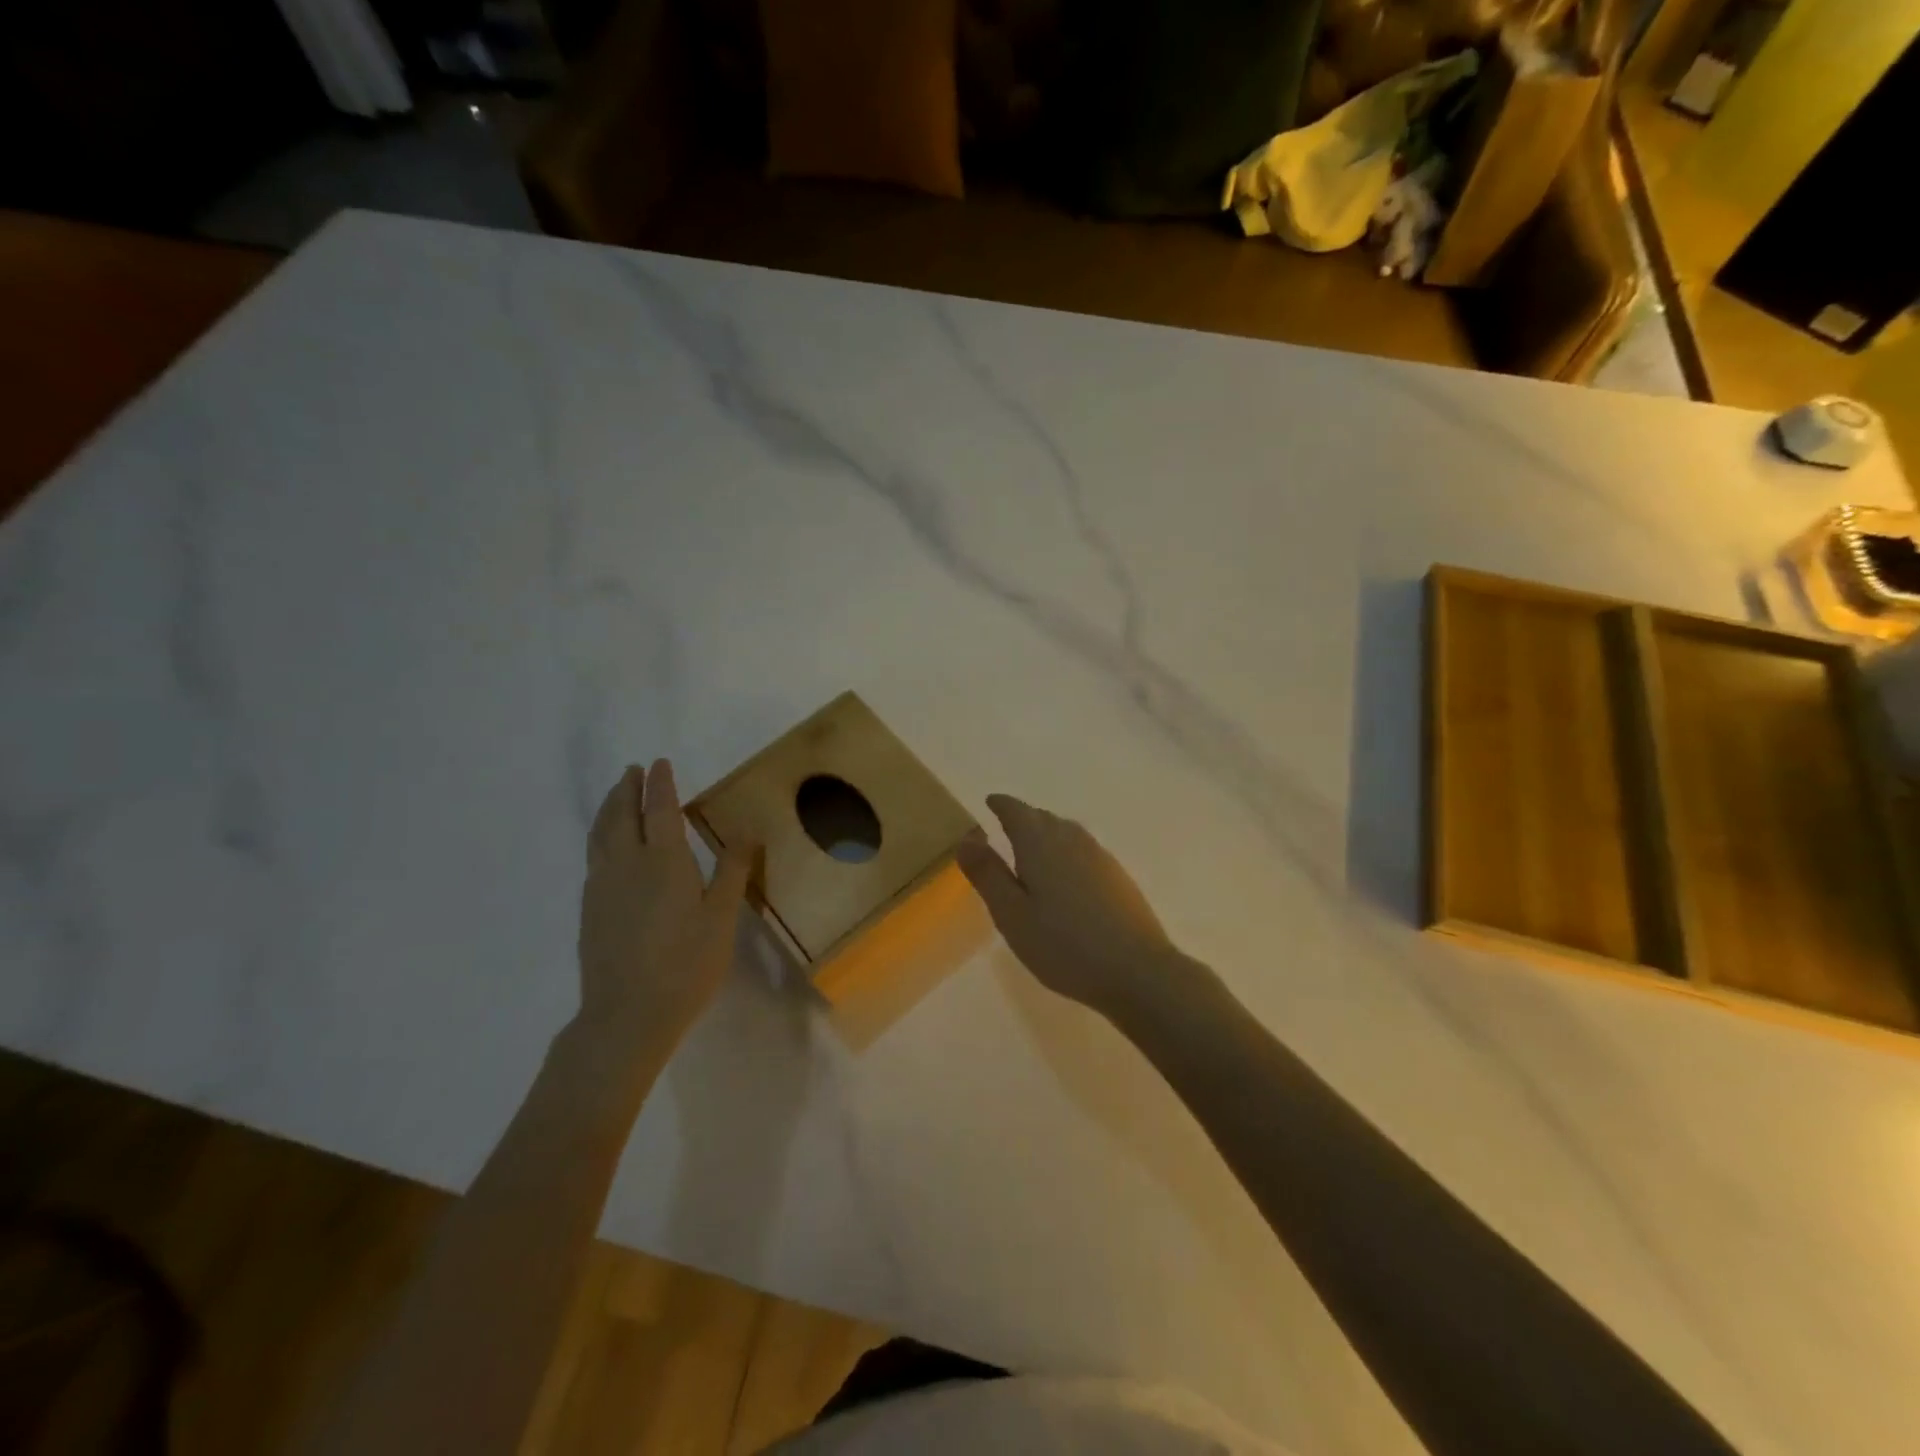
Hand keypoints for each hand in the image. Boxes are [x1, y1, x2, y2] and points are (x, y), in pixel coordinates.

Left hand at [577, 760, 751, 1053]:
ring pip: (601, 835)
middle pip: (621, 815)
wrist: (626, 1016)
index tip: (659, 763)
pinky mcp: (590, 910)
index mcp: (662, 861)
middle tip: (633, 771)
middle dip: (627, 789)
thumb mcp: (721, 917)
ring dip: (609, 809)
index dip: (660, 784)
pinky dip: (600, 837)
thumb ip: (732, 871)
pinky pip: (594, 857)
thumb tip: (748, 831)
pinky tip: (607, 848)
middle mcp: (626, 865)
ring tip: (617, 797)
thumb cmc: (685, 964)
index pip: (659, 810)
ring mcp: (602, 888)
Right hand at [957, 794, 1190, 1019]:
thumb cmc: (1063, 945)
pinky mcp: (1118, 877)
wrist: (1137, 971)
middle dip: (1023, 817)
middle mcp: (1071, 839)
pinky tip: (1065, 876)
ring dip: (1046, 833)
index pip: (1016, 811)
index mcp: (1040, 843)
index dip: (1001, 804)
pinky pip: (1083, 851)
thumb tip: (966, 837)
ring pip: (1065, 832)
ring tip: (1031, 849)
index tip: (990, 802)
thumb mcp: (1011, 914)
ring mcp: (1099, 856)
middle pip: (1042, 817)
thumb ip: (988, 873)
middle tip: (1005, 826)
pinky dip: (1065, 852)